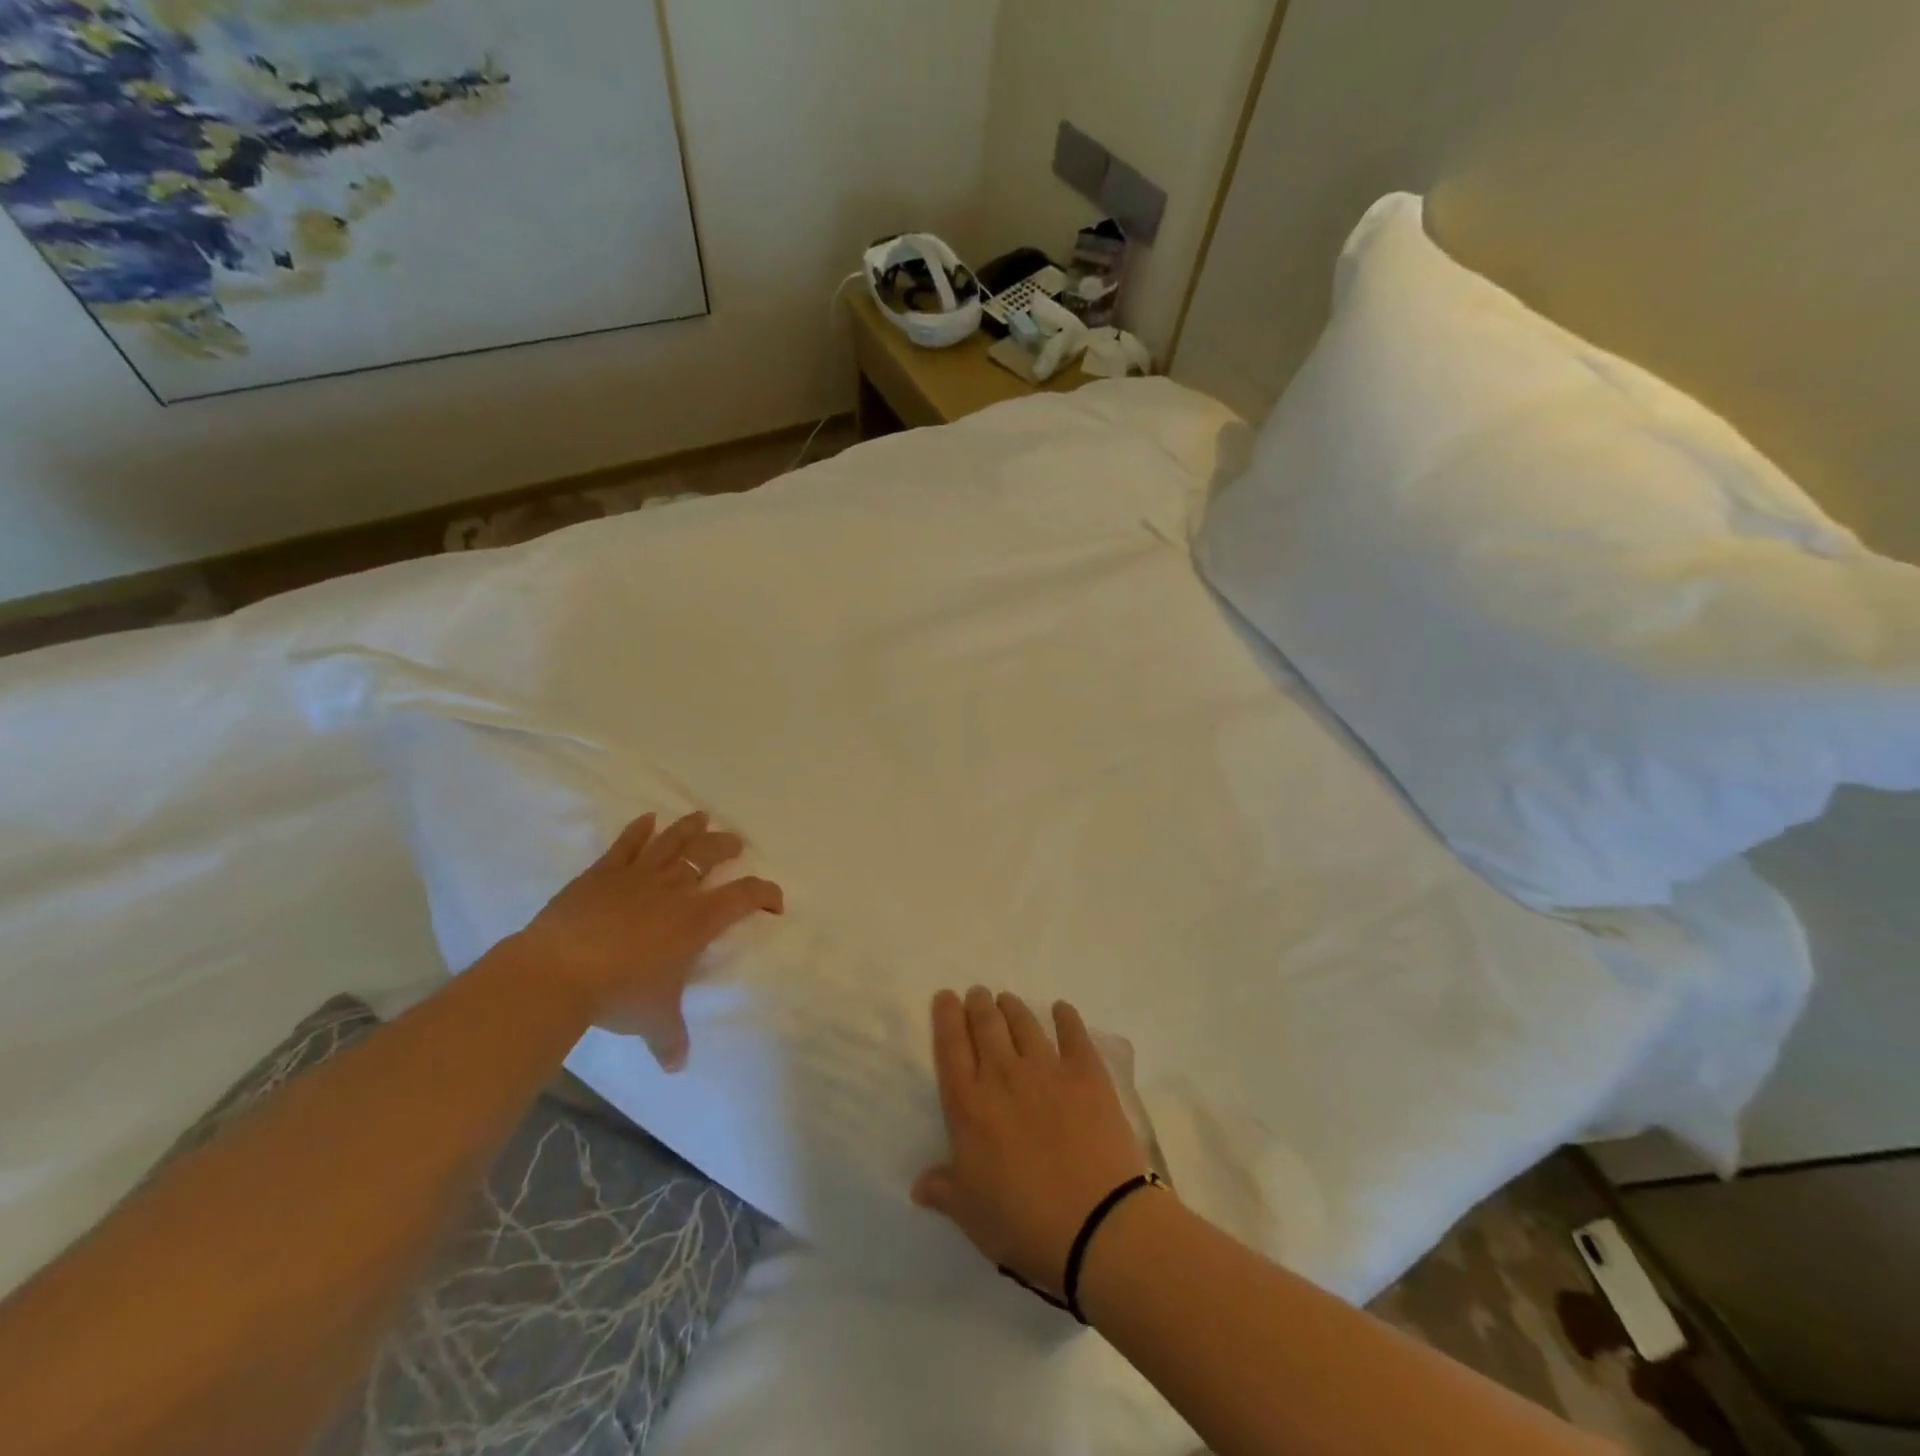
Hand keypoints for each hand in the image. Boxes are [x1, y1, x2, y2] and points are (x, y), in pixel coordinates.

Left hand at [508, 812, 782, 1070]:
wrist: (558, 971)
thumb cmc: (619, 993)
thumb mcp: (653, 1020)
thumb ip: (670, 1038)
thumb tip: (676, 1066)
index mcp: (698, 919)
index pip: (745, 896)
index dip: (766, 894)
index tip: (775, 902)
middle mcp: (675, 889)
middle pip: (709, 856)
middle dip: (727, 847)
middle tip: (735, 844)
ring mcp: (638, 875)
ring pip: (673, 841)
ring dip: (690, 828)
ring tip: (703, 816)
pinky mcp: (603, 872)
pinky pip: (627, 844)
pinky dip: (639, 830)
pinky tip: (647, 819)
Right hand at [912, 988, 1149, 1295]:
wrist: (1097, 1224)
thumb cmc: (1024, 1223)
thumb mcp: (971, 1214)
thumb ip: (944, 1189)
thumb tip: (919, 1185)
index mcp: (969, 1105)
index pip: (950, 1047)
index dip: (946, 1017)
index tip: (946, 997)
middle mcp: (1003, 1075)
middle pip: (986, 1025)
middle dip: (979, 1004)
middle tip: (978, 994)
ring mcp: (1047, 1069)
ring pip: (1023, 1023)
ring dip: (1012, 1007)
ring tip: (1007, 1000)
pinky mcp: (1086, 1073)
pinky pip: (1073, 1033)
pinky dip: (1065, 1016)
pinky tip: (1061, 1009)